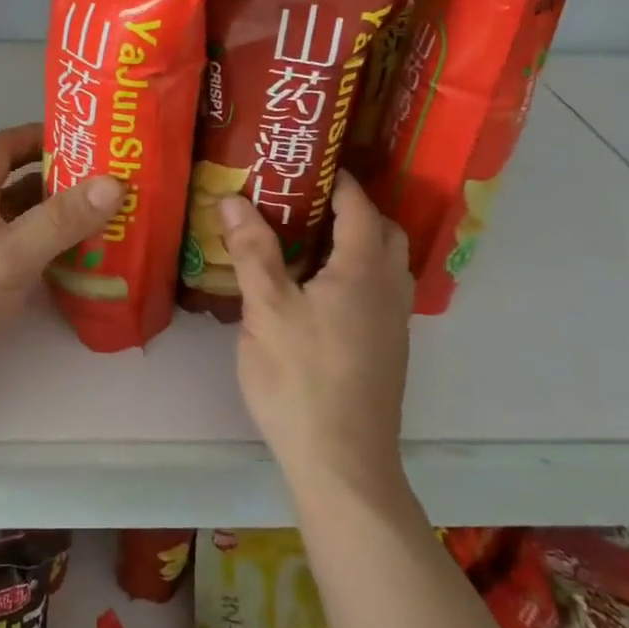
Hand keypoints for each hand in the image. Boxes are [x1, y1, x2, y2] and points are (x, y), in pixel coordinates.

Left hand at [0, 123, 123, 417]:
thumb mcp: (10, 254)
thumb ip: (60, 220)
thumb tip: (114, 182)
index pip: (1, 148)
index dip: (35, 136)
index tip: (80, 140)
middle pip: (18, 187)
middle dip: (60, 182)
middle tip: (109, 186)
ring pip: (23, 226)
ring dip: (58, 222)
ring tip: (107, 225)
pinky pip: (22, 260)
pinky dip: (50, 257)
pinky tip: (80, 269)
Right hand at [221, 171, 413, 497]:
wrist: (343, 464)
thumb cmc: (301, 378)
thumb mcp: (266, 310)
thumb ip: (252, 251)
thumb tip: (234, 198)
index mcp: (363, 272)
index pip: (360, 208)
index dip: (339, 180)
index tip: (308, 163)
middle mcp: (389, 291)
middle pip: (384, 233)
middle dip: (354, 209)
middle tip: (307, 201)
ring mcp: (394, 325)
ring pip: (386, 266)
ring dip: (358, 243)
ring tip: (309, 241)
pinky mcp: (388, 352)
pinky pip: (380, 293)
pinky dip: (357, 274)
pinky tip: (319, 292)